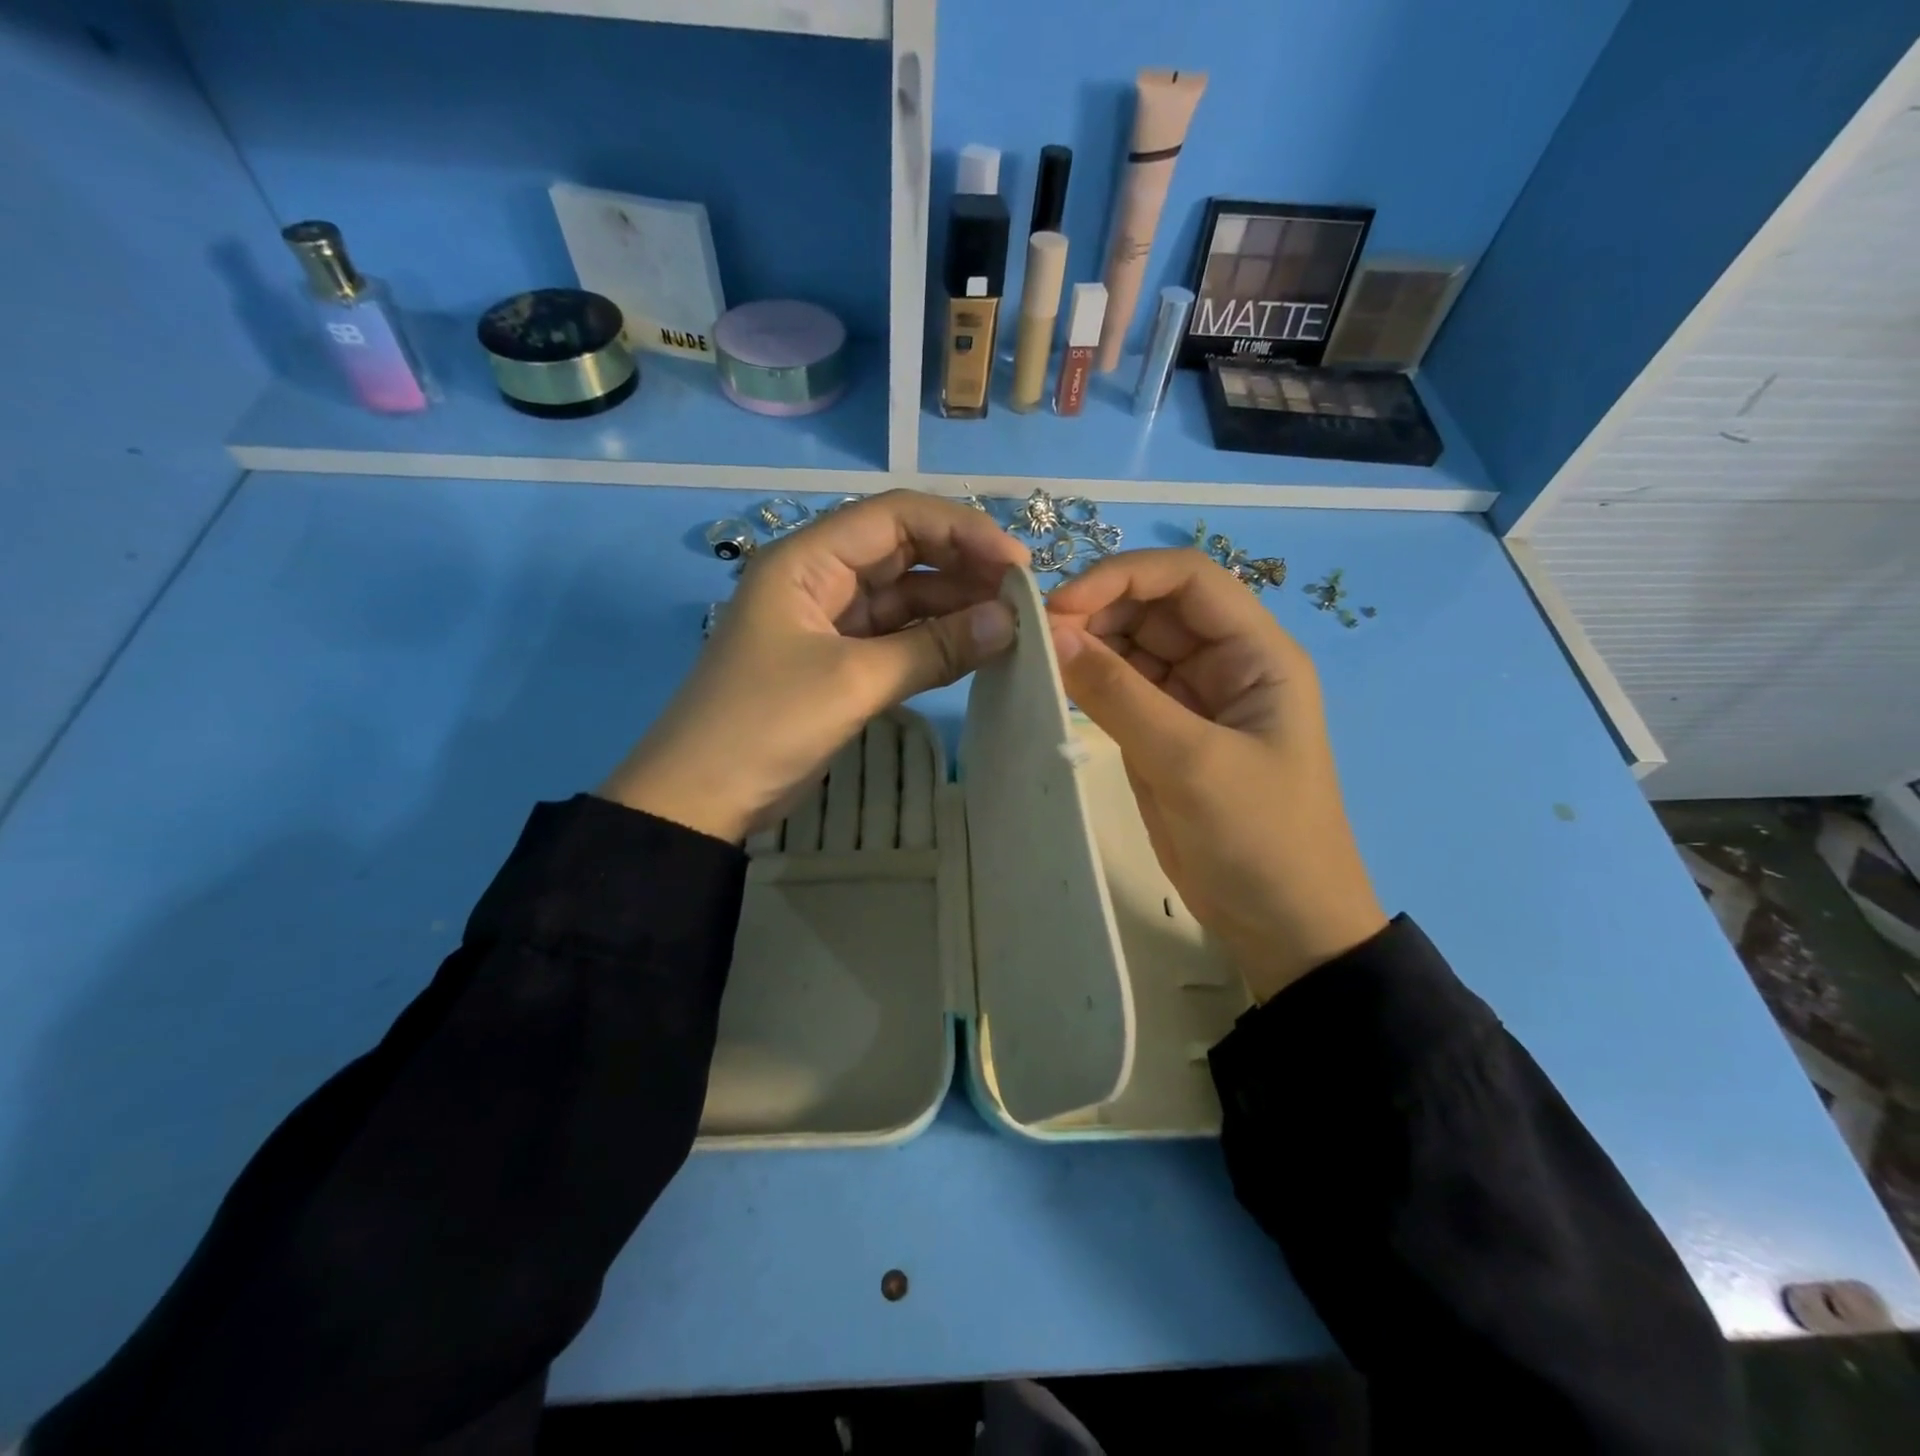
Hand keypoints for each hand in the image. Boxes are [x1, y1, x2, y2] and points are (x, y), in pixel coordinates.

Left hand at [601, 490, 1029, 842]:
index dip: (960, 530)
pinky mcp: (839, 665)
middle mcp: (820, 579)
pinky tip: (977, 650)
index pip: (895, 517)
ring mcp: (830, 624)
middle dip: (963, 568)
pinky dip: (935, 643)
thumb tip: (1010, 621)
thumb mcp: (852, 681)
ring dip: (954, 608)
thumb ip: (933, 648)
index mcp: (807, 560)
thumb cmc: (765, 725)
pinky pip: (897, 640)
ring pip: (904, 599)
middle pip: (904, 553)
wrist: (701, 801)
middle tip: (1023, 597)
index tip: (1016, 564)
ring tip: (1012, 624)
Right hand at [1046, 549, 1386, 999]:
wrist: (1282, 925)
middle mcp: (1226, 664)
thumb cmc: (1258, 839)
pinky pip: (1122, 692)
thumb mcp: (1190, 762)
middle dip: (1097, 613)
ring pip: (1132, 649)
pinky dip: (1088, 685)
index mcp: (1257, 654)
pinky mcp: (1166, 735)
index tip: (1061, 606)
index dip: (1123, 577)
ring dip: (1088, 647)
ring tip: (1037, 661)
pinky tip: (1053, 688)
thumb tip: (1052, 634)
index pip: (1188, 580)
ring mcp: (1193, 701)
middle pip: (1155, 610)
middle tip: (1036, 639)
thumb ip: (1119, 695)